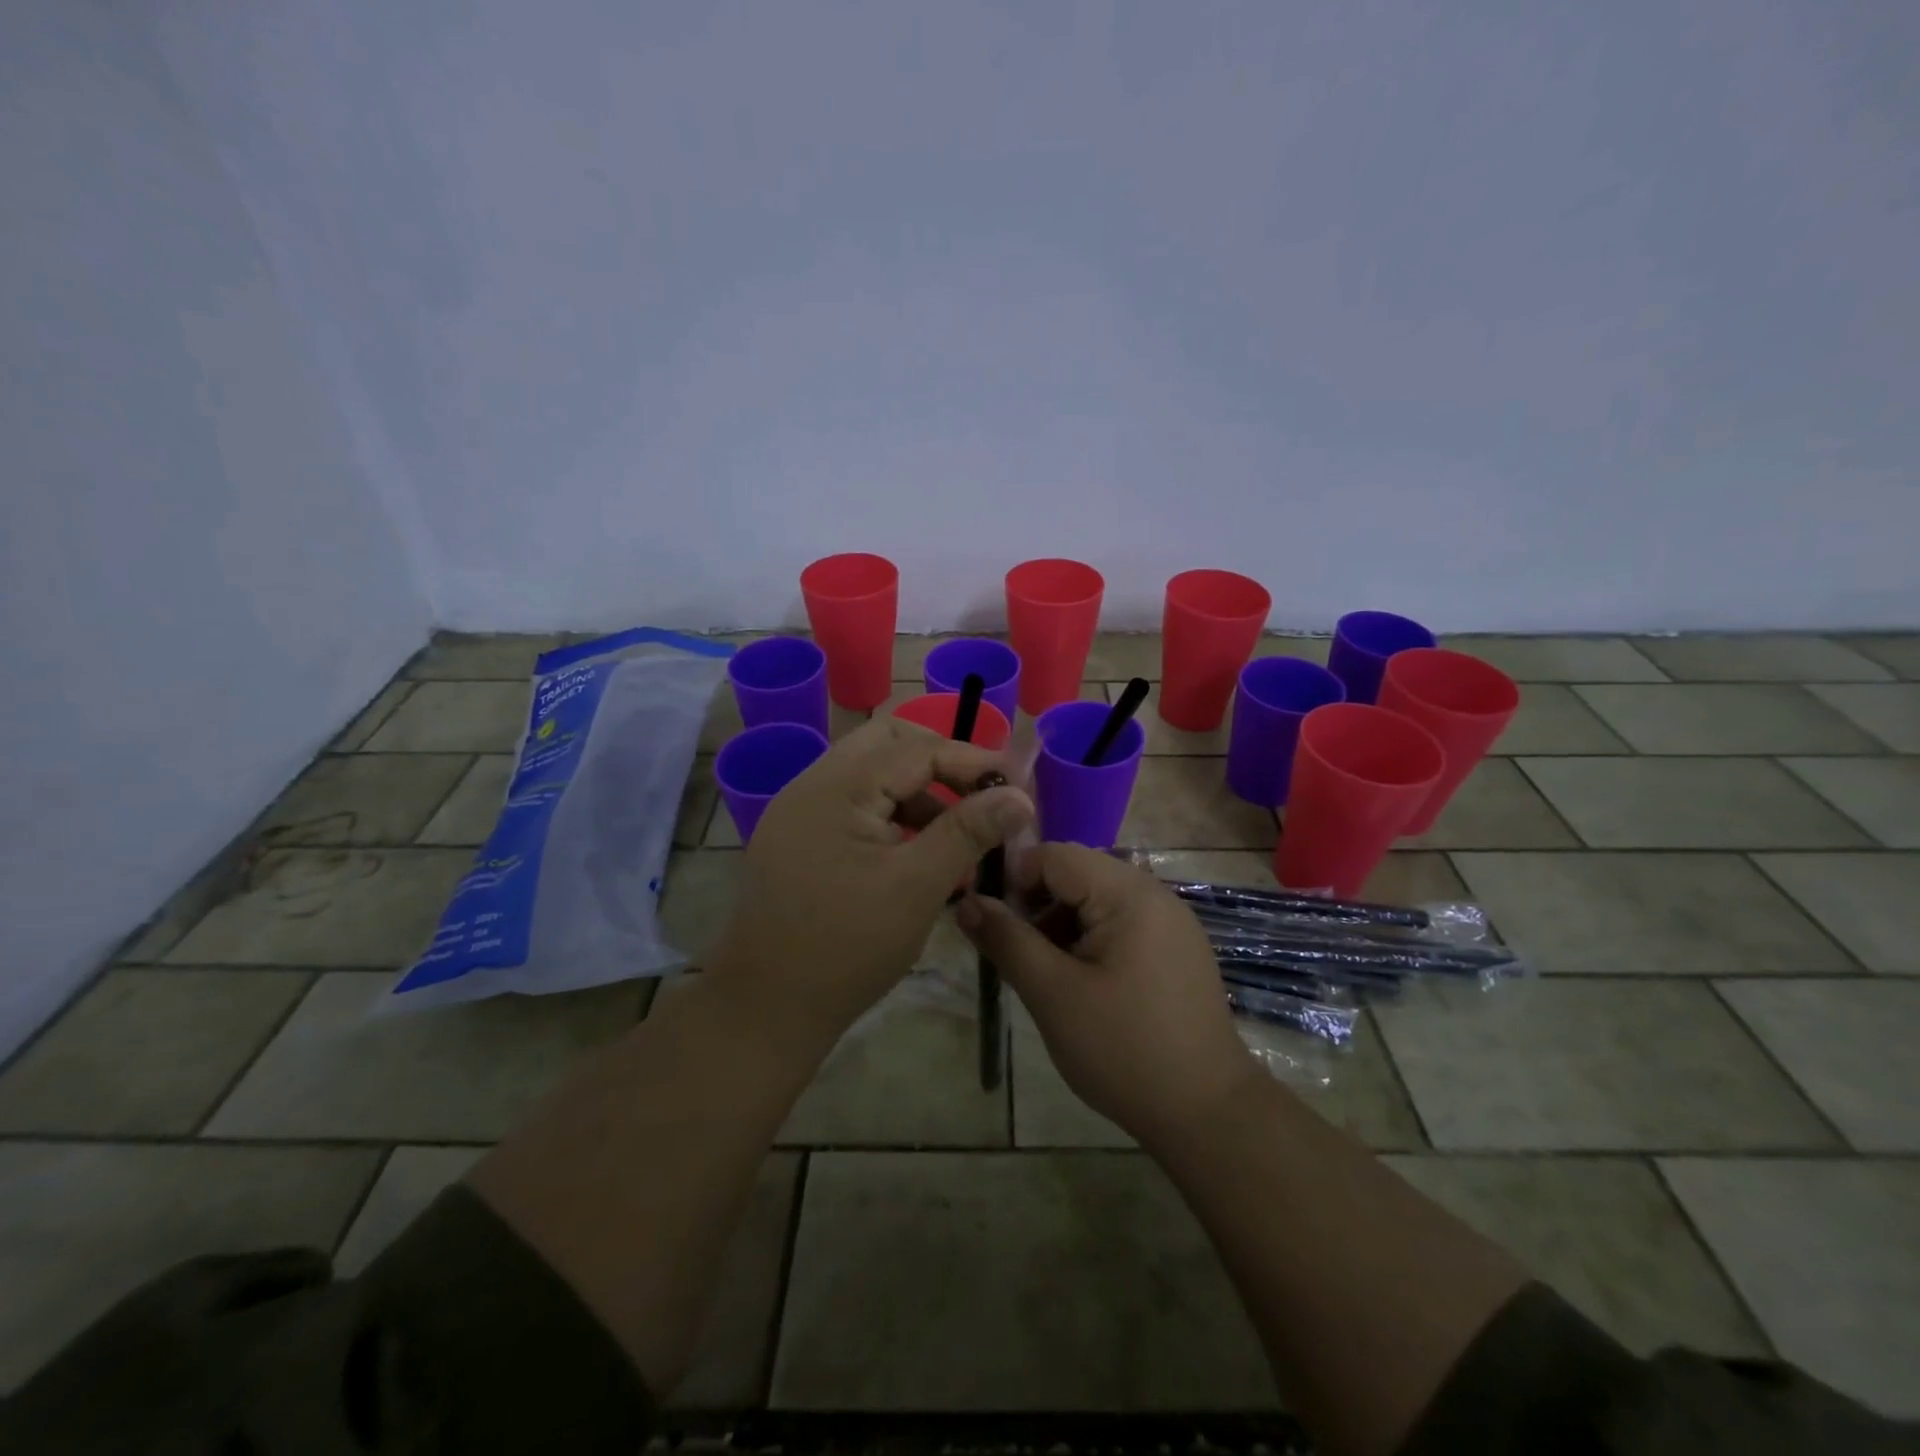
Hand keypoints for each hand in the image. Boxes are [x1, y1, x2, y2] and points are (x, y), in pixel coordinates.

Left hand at [709, 715, 1033, 1045]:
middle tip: (982, 797)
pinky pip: (853, 804)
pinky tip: (917, 852)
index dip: (974, 761)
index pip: (918, 748)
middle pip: (889, 745)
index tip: (1018, 786)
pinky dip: (891, 814)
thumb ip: (968, 832)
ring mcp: (800, 810)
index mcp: (838, 788)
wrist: (766, 1008)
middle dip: (941, 764)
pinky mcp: (798, 838)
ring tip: (956, 835)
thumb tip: (1019, 795)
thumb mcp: (917, 887)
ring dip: (917, 792)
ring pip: (871, 774)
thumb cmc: (847, 947)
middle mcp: (812, 784)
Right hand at [956, 843, 1259, 1149]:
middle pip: (1077, 873)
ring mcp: (1171, 921)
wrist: (1207, 1114)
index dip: (1015, 880)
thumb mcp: (1053, 994)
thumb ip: (1007, 941)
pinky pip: (1120, 922)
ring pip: (1096, 898)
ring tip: (1045, 973)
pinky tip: (1080, 982)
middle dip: (1037, 904)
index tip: (995, 925)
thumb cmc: (1124, 1050)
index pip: (1055, 855)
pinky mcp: (1176, 949)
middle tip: (1018, 953)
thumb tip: (966, 902)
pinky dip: (1089, 938)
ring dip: (1061, 923)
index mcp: (1129, 893)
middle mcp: (1154, 894)